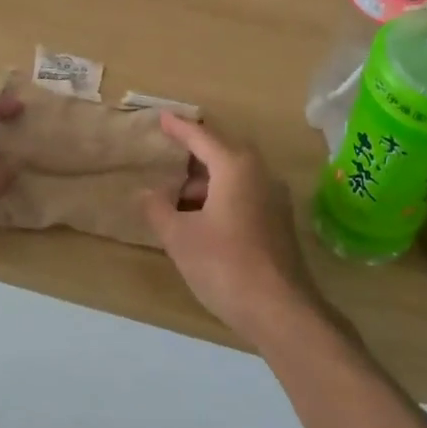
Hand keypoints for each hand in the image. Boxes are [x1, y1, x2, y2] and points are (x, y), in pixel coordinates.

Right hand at [142, 114, 323, 346]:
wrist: (280, 310)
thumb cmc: (224, 264)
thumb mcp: (180, 237)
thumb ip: (158, 209)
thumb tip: (146, 193)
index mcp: (236, 167)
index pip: (202, 137)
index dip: (179, 128)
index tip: (162, 117)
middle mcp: (261, 174)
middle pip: (222, 154)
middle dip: (193, 157)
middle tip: (167, 159)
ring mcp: (275, 199)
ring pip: (234, 178)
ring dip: (205, 184)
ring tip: (176, 202)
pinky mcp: (279, 223)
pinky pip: (245, 197)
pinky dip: (220, 199)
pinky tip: (202, 222)